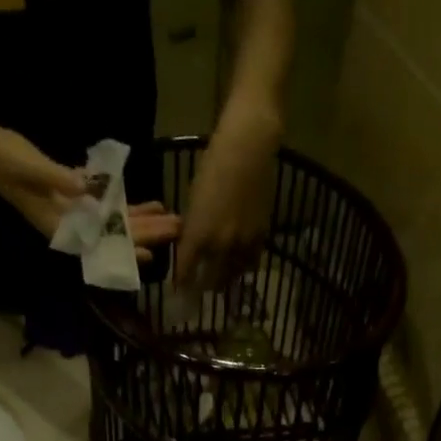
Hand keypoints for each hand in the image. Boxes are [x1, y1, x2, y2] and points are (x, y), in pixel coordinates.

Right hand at [0, 128, 180, 260]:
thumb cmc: (6, 161)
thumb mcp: (30, 168)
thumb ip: (57, 178)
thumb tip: (84, 188)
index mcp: (60, 226)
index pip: (99, 244)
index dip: (123, 250)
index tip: (149, 255)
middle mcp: (73, 225)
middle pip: (115, 234)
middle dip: (145, 233)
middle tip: (175, 230)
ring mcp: (76, 211)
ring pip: (116, 221)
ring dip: (142, 220)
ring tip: (171, 219)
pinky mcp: (77, 194)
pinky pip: (108, 204)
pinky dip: (128, 205)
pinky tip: (150, 203)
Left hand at [176, 105, 279, 290]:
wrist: (248, 149)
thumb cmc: (213, 166)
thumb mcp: (194, 201)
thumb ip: (193, 230)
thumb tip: (190, 249)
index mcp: (198, 236)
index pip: (185, 272)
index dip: (181, 284)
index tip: (179, 291)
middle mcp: (220, 246)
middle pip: (210, 282)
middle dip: (203, 288)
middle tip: (200, 290)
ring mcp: (242, 244)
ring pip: (232, 276)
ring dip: (224, 281)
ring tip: (220, 281)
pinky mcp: (261, 237)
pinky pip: (251, 263)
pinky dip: (243, 267)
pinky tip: (239, 265)